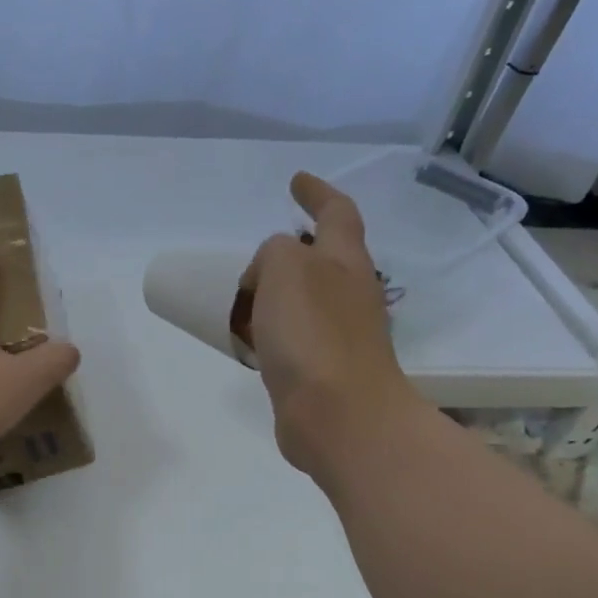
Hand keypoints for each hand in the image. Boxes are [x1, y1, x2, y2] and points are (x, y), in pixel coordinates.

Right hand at [240, 171, 419, 474]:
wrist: (338, 416)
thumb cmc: (312, 334)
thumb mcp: (285, 268)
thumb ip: (275, 253)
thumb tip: (269, 279)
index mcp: (346, 262)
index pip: (336, 213)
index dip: (317, 192)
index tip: (296, 180)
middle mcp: (351, 294)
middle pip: (326, 259)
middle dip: (296, 251)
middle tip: (262, 254)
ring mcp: (342, 335)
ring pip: (307, 301)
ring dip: (279, 295)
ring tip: (246, 300)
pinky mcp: (326, 371)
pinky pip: (295, 337)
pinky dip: (273, 332)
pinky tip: (253, 342)